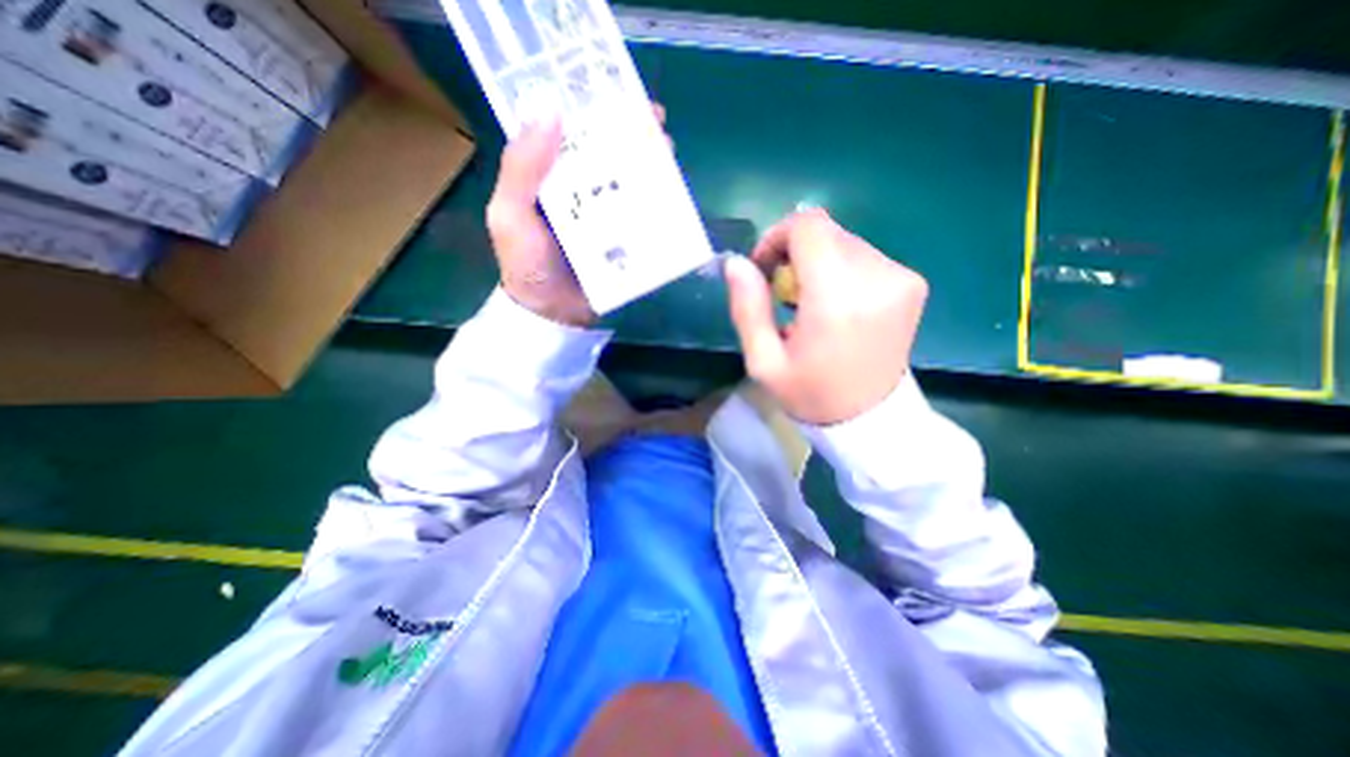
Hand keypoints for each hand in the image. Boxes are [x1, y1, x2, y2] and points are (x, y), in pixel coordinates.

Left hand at [488, 104, 671, 326]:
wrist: (552, 315)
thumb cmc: (526, 265)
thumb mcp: (510, 215)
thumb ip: (521, 170)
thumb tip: (551, 111)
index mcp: (550, 177)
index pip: (573, 133)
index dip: (595, 110)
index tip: (620, 94)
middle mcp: (579, 191)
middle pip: (608, 155)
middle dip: (634, 137)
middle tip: (657, 127)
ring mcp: (604, 216)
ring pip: (629, 182)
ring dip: (650, 167)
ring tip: (669, 156)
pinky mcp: (622, 239)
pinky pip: (640, 216)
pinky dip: (656, 204)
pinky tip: (672, 194)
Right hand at [728, 207, 928, 424]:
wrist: (870, 419)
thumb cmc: (810, 394)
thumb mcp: (763, 362)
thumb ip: (748, 308)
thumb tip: (737, 263)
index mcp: (836, 299)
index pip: (808, 226)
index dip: (778, 236)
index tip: (765, 267)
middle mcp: (876, 278)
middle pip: (826, 232)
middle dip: (796, 252)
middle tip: (784, 292)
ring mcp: (900, 278)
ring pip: (844, 241)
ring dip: (819, 262)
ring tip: (810, 303)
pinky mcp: (912, 283)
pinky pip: (864, 256)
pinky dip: (842, 270)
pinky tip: (836, 305)